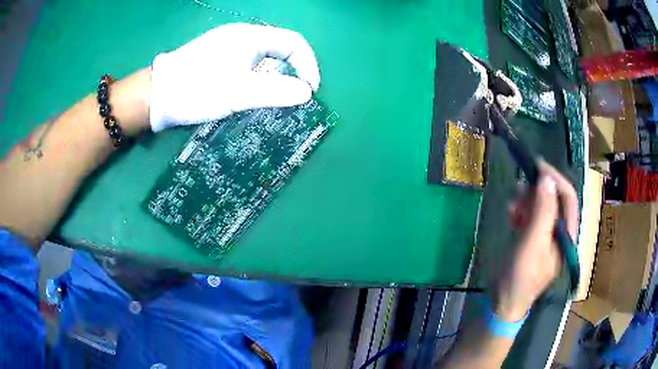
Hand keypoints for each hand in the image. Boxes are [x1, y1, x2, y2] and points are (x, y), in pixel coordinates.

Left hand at [149, 23, 320, 131]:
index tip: (308, 92)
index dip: (308, 66)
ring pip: (264, 62)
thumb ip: (276, 91)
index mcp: (251, 37)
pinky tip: (251, 99)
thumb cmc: (197, 89)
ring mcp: (229, 48)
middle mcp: (243, 37)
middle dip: (292, 75)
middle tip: (292, 100)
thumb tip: (307, 93)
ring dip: (274, 82)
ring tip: (272, 104)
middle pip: (280, 52)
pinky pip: (248, 68)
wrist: (156, 96)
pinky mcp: (218, 60)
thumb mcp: (238, 92)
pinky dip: (257, 83)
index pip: (294, 43)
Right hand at [494, 160, 578, 321]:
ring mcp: (546, 236)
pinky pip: (531, 216)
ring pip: (541, 207)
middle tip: (520, 188)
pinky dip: (521, 211)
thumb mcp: (532, 244)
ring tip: (512, 206)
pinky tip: (511, 215)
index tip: (537, 165)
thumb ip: (542, 212)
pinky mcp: (533, 239)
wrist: (502, 302)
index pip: (568, 199)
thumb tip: (547, 178)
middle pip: (554, 201)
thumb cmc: (520, 277)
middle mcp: (560, 233)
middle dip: (538, 191)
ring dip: (527, 201)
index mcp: (567, 235)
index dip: (555, 179)